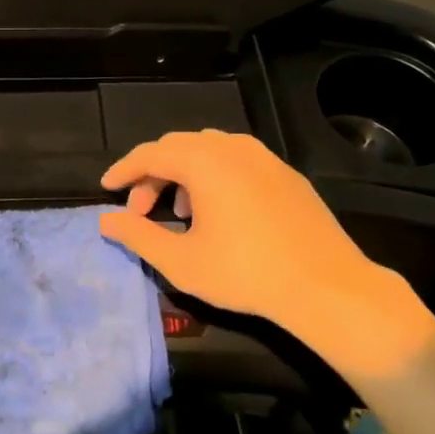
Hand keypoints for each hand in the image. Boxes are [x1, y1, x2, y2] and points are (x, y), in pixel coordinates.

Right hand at [99, 130, 433, 367]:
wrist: (328, 286)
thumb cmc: (246, 273)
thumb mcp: (182, 262)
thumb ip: (138, 237)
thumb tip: (107, 222)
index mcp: (203, 161)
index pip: (150, 153)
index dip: (124, 170)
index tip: (106, 188)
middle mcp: (231, 146)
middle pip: (178, 147)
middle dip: (153, 174)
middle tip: (141, 210)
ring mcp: (263, 156)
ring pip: (209, 150)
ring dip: (184, 173)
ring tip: (180, 211)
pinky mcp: (285, 172)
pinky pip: (237, 160)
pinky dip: (215, 176)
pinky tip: (221, 211)